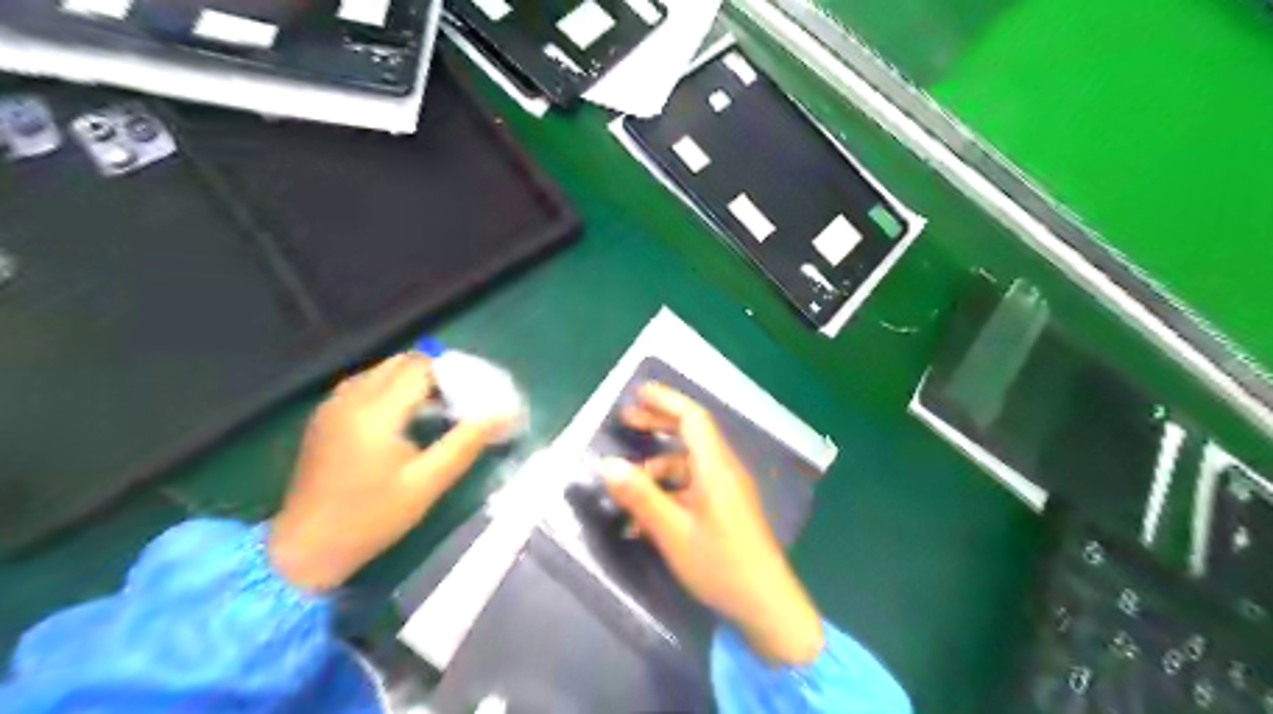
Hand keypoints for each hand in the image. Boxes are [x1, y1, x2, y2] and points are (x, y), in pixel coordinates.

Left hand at [269, 351, 506, 590]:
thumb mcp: (427, 484)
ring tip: (437, 409)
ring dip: (413, 380)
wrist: (305, 549)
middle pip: (401, 362)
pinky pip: (365, 385)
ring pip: (382, 371)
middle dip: (436, 374)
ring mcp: (332, 405)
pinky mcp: (325, 417)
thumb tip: (504, 415)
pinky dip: (391, 389)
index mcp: (375, 412)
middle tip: (460, 401)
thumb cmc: (371, 518)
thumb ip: (465, 444)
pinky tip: (404, 418)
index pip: (421, 367)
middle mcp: (350, 398)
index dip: (453, 373)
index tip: (475, 394)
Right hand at [604, 382, 824, 664]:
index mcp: (716, 467)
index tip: (637, 393)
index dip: (666, 401)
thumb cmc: (719, 564)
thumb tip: (607, 464)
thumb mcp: (672, 532)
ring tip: (628, 480)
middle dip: (659, 423)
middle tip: (626, 420)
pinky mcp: (726, 507)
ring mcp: (727, 489)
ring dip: (659, 465)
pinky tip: (647, 514)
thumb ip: (641, 496)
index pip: (693, 418)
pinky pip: (694, 486)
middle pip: (692, 433)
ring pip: (689, 463)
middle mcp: (724, 470)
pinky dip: (669, 489)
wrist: (766, 604)